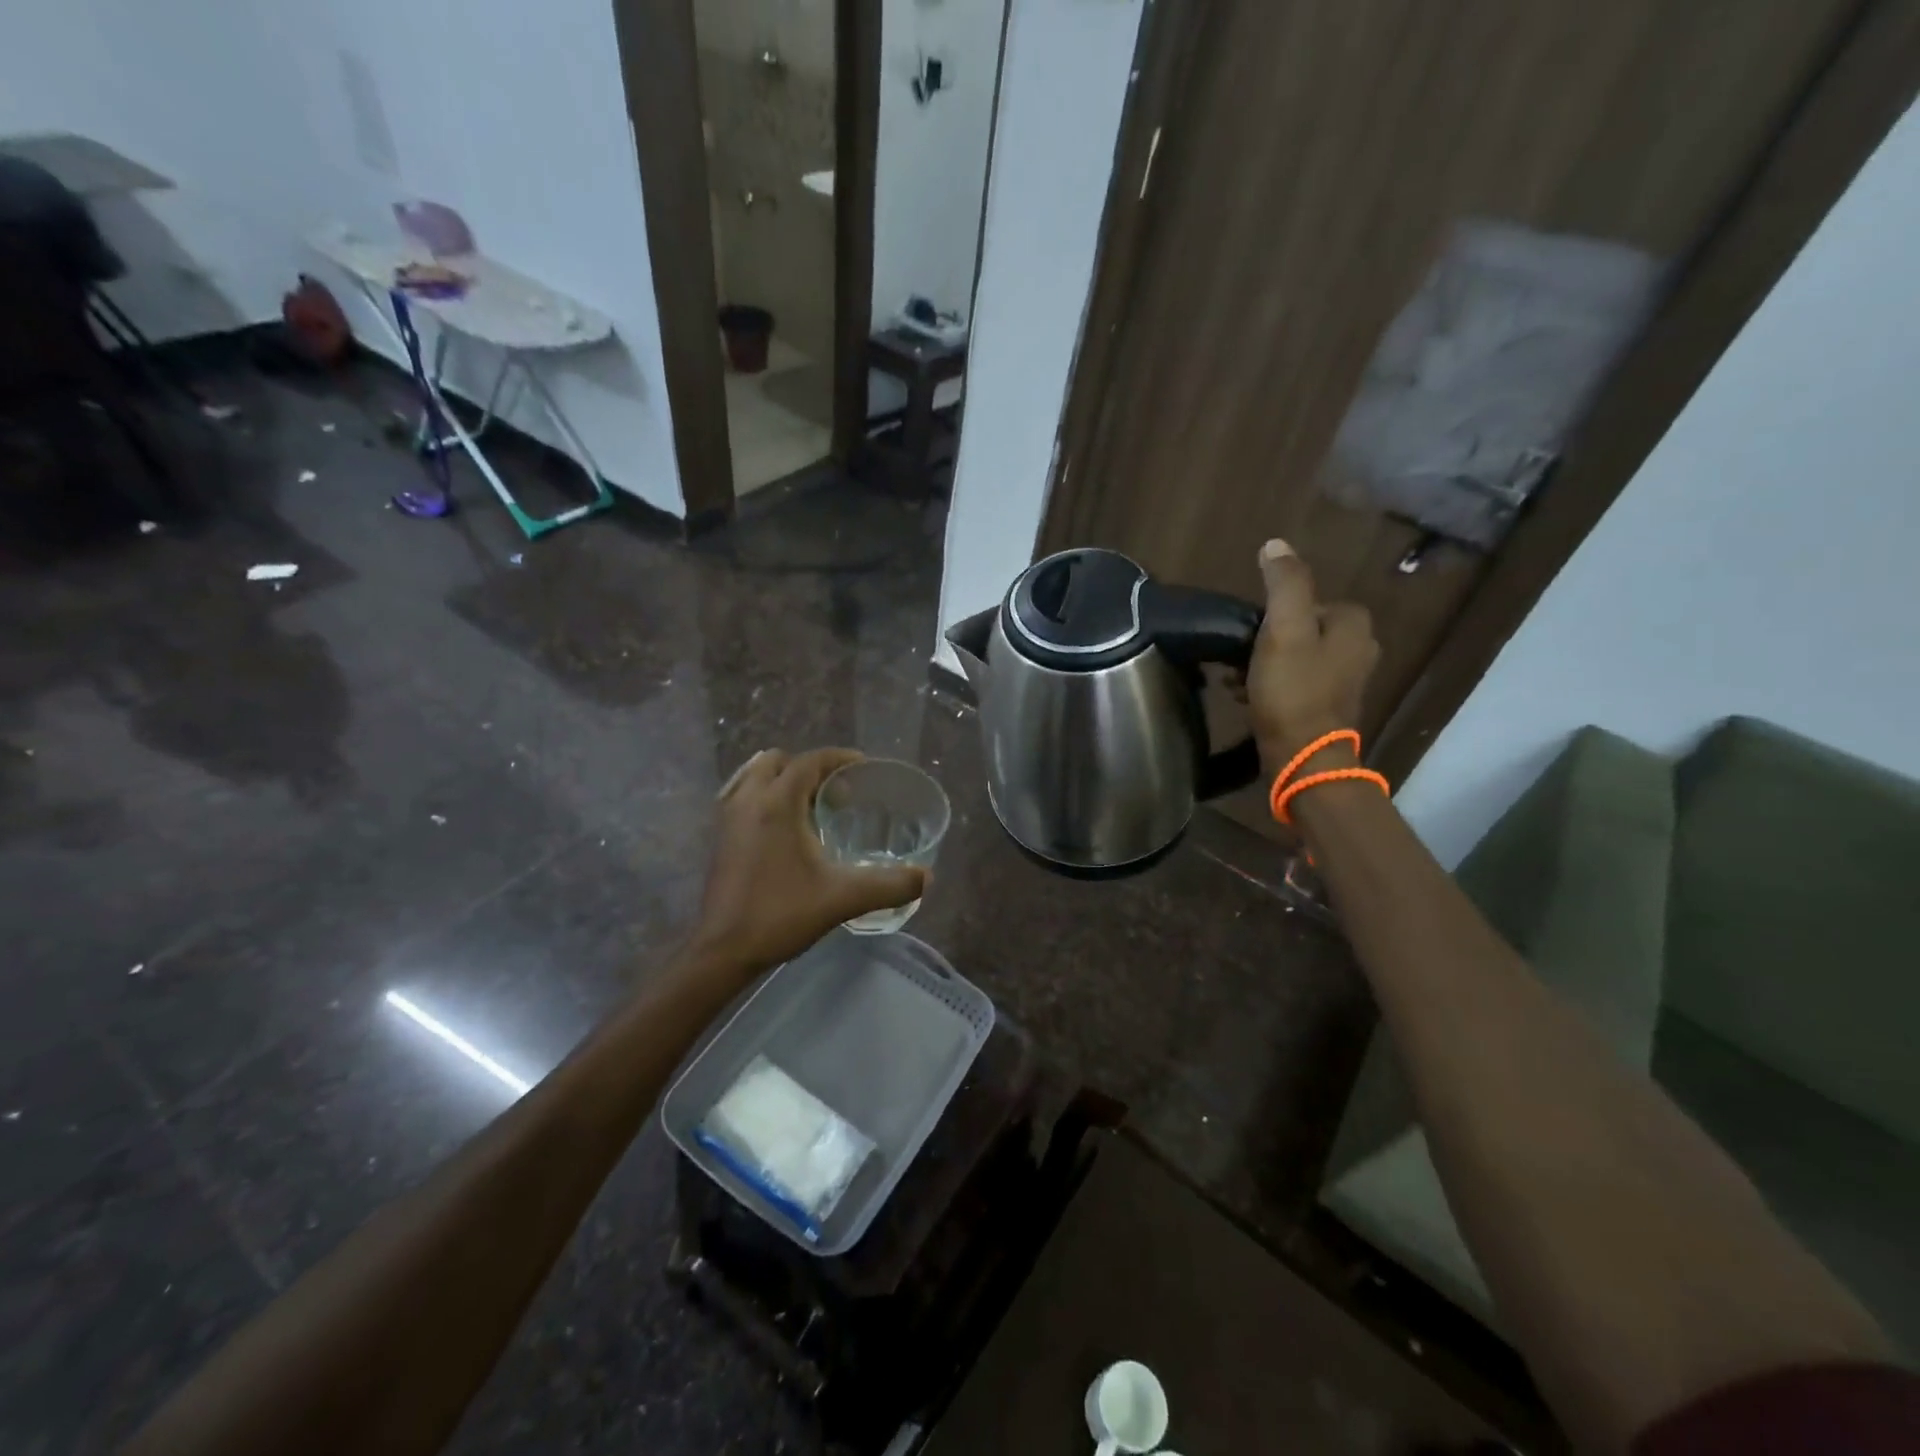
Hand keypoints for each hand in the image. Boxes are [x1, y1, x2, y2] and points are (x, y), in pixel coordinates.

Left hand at [690, 748, 927, 975]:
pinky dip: (765, 799)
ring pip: (754, 777)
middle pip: (778, 761)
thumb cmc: (781, 915)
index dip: (839, 758)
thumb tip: (926, 877)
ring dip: (783, 781)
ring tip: (811, 807)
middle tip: (836, 792)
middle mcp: (748, 800)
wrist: (723, 951)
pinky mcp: (720, 838)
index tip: (864, 768)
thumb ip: (889, 885)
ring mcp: (728, 818)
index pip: (809, 761)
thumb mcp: (843, 899)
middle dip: (809, 768)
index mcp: (777, 804)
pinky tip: (786, 831)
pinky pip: (744, 798)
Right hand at [1247, 539, 1379, 771]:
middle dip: (1267, 640)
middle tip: (1240, 657)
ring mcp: (1346, 682)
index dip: (1276, 613)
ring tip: (1237, 680)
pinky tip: (1249, 698)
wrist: (1303, 759)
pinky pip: (1296, 684)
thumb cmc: (1293, 691)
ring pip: (1296, 657)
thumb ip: (1284, 584)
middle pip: (1301, 628)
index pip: (1310, 600)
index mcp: (1355, 626)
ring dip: (1264, 664)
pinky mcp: (1328, 709)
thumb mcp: (1284, 629)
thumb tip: (1276, 545)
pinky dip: (1272, 686)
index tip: (1253, 633)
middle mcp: (1360, 650)